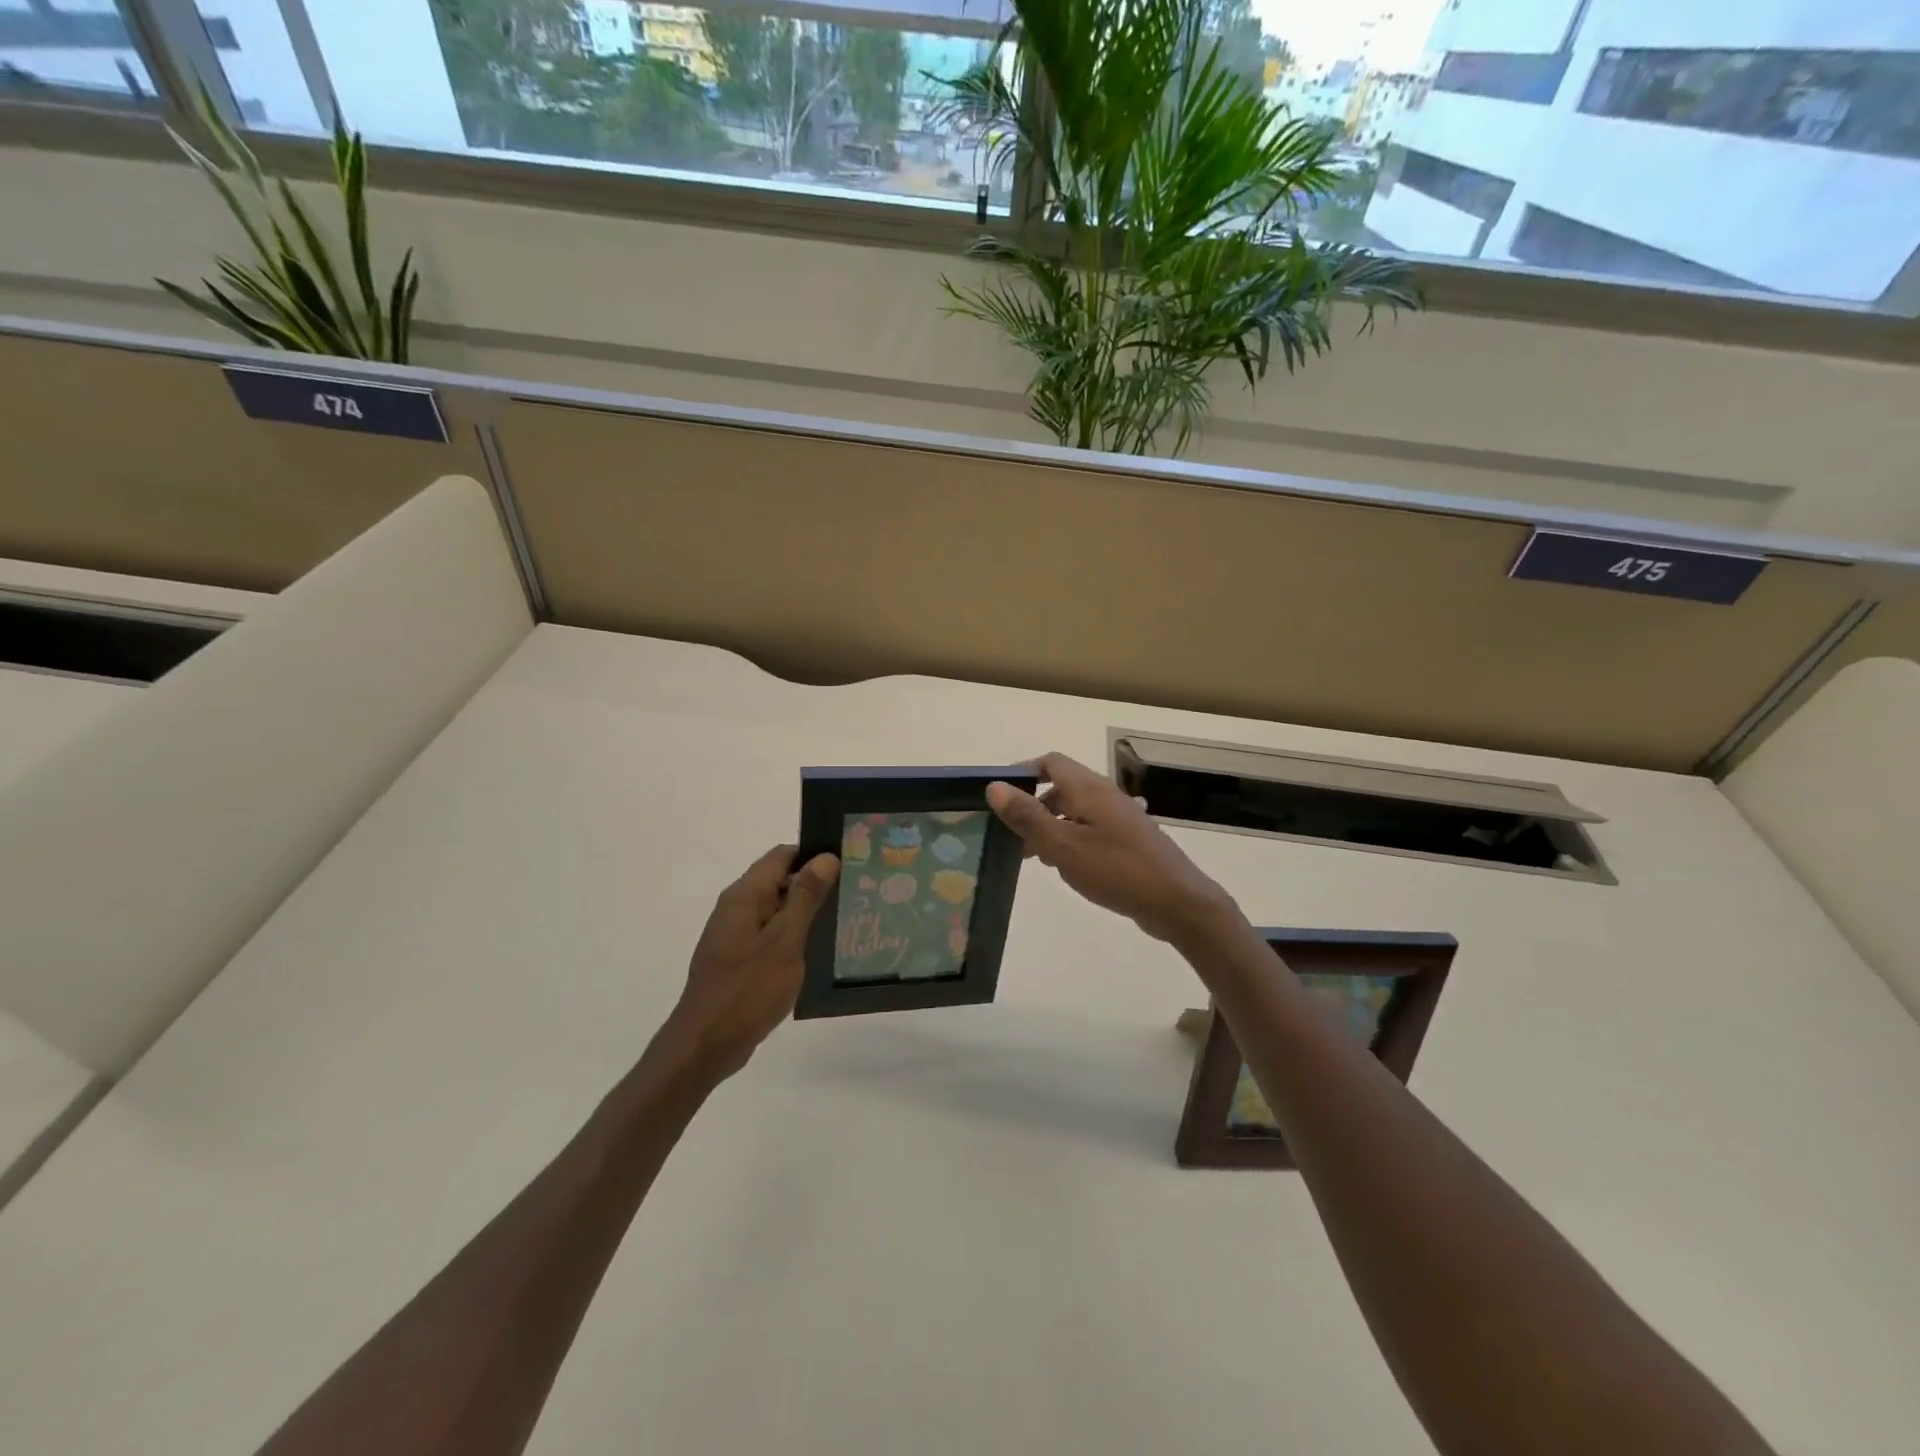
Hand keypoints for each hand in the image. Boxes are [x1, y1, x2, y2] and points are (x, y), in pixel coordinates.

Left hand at [664, 845, 838, 1081]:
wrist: (705, 1046)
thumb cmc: (748, 990)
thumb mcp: (785, 940)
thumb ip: (805, 897)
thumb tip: (826, 857)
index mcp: (744, 895)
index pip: (783, 855)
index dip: (814, 857)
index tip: (847, 867)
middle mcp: (736, 907)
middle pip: (779, 879)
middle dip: (814, 884)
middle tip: (852, 895)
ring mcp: (734, 934)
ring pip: (776, 909)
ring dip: (804, 912)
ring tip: (841, 921)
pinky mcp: (737, 959)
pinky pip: (769, 934)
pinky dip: (791, 936)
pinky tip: (814, 952)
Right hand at [987, 753, 1235, 944]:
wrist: (1177, 902)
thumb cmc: (1117, 870)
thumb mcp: (1064, 846)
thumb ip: (1028, 816)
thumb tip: (995, 787)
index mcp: (1089, 789)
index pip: (1050, 762)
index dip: (1023, 773)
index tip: (1000, 797)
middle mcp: (1105, 795)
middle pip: (1061, 788)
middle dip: (1033, 806)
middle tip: (1012, 835)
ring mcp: (1120, 818)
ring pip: (1075, 811)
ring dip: (1051, 826)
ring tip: (1034, 856)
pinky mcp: (1128, 840)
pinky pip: (1090, 829)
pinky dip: (1071, 840)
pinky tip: (1067, 867)